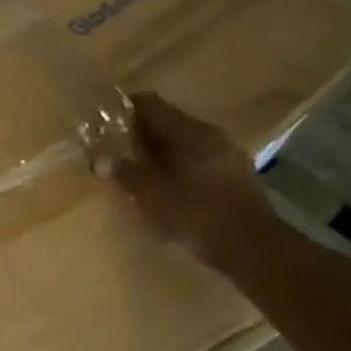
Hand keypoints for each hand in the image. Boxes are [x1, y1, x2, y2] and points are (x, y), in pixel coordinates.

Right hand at [114, 92, 273, 267]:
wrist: (252, 246)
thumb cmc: (196, 213)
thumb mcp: (152, 195)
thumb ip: (125, 173)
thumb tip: (99, 160)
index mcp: (188, 131)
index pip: (150, 103)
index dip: (124, 108)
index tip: (104, 121)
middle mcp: (210, 133)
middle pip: (168, 120)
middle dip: (140, 132)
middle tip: (115, 148)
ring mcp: (227, 152)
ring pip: (184, 140)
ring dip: (160, 149)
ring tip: (138, 167)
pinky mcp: (236, 173)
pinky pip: (199, 157)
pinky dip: (179, 163)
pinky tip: (168, 184)